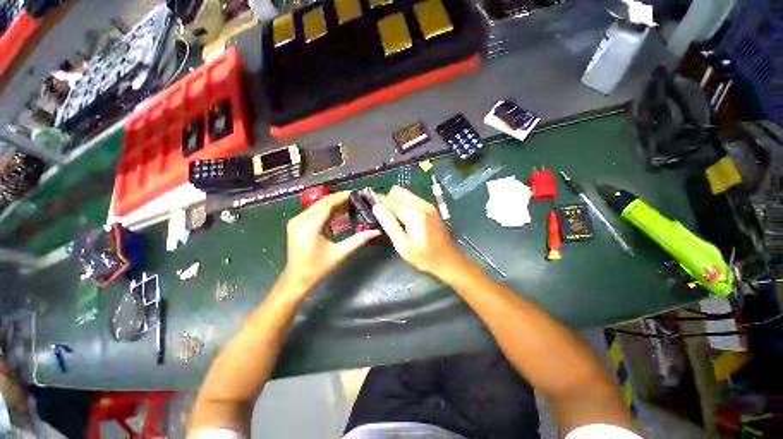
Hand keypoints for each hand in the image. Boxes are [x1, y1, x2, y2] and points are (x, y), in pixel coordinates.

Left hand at [282, 191, 380, 293]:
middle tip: (357, 199)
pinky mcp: (298, 223)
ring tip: (352, 204)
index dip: (342, 197)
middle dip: (340, 199)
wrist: (297, 280)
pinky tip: (340, 211)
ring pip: (318, 206)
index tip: (356, 194)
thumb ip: (359, 239)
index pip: (327, 204)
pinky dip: (328, 210)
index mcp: (309, 226)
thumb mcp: (340, 253)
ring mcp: (297, 221)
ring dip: (335, 204)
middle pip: (322, 203)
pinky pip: (315, 211)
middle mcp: (300, 220)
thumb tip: (376, 231)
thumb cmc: (318, 269)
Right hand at [372, 186, 467, 277]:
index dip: (377, 200)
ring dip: (395, 201)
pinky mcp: (431, 208)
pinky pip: (412, 199)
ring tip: (391, 217)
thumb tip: (376, 207)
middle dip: (386, 199)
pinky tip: (403, 218)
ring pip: (405, 193)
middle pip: (398, 191)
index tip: (367, 203)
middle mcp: (422, 204)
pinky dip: (403, 204)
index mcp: (415, 214)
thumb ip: (389, 224)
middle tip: (381, 214)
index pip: (390, 200)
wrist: (448, 260)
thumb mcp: (403, 245)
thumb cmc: (425, 257)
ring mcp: (428, 205)